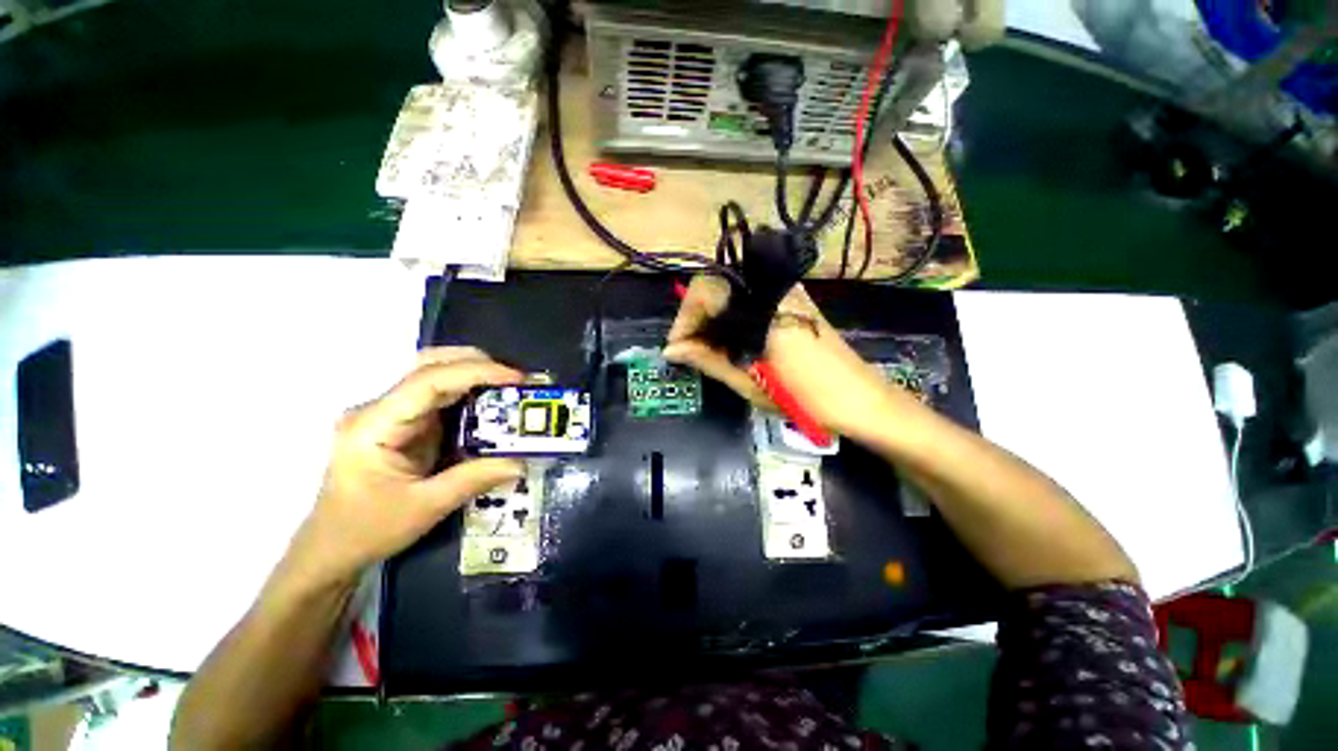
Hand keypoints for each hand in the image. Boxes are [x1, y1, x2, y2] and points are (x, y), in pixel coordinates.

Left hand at [281, 347, 524, 589]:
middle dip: (477, 364)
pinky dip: (470, 394)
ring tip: (511, 387)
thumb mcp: (424, 508)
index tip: (516, 378)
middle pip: (428, 366)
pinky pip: (439, 398)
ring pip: (435, 377)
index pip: (428, 381)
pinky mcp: (403, 424)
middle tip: (516, 378)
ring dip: (475, 376)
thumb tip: (522, 462)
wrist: (330, 550)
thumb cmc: (366, 530)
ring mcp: (390, 415)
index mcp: (373, 425)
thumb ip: (474, 479)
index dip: (475, 372)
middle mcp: (379, 409)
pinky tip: (492, 404)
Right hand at [662, 276, 902, 443]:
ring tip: (706, 348)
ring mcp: (784, 290)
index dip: (684, 318)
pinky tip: (729, 340)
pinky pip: (747, 296)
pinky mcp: (791, 298)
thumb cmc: (806, 398)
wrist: (860, 398)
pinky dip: (730, 314)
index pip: (706, 292)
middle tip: (689, 348)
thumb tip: (672, 350)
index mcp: (763, 309)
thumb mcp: (751, 384)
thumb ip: (709, 360)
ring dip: (711, 315)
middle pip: (715, 284)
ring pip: (729, 289)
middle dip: (695, 315)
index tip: (677, 347)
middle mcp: (772, 289)